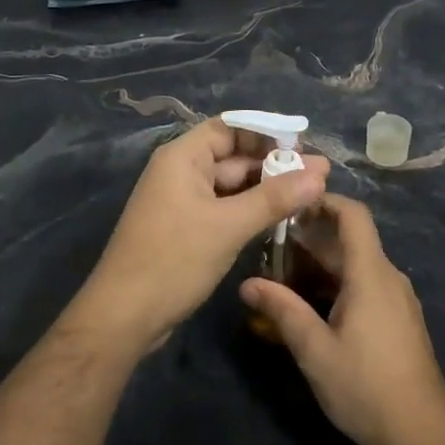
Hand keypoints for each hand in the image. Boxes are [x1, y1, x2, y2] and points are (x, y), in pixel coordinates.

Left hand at [76, 117, 328, 348]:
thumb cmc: (173, 260)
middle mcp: (181, 172)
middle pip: (233, 156)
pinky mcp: (187, 229)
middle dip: (275, 164)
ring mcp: (182, 202)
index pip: (229, 128)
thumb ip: (274, 198)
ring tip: (312, 194)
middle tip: (321, 174)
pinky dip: (251, 210)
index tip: (304, 141)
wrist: (123, 317)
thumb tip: (320, 174)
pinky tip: (281, 218)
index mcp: (182, 157)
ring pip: (232, 185)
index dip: (267, 131)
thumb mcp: (228, 226)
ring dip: (267, 189)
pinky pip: (224, 208)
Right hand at [240, 194, 444, 444]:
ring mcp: (397, 299)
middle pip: (351, 240)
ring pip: (356, 265)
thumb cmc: (366, 387)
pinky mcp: (398, 320)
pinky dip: (337, 283)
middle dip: (312, 236)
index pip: (353, 215)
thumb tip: (246, 283)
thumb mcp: (315, 350)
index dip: (324, 200)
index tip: (290, 201)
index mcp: (371, 274)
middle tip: (270, 242)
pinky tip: (311, 304)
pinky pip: (365, 285)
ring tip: (282, 273)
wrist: (421, 436)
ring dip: (322, 263)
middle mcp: (388, 277)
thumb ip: (282, 310)